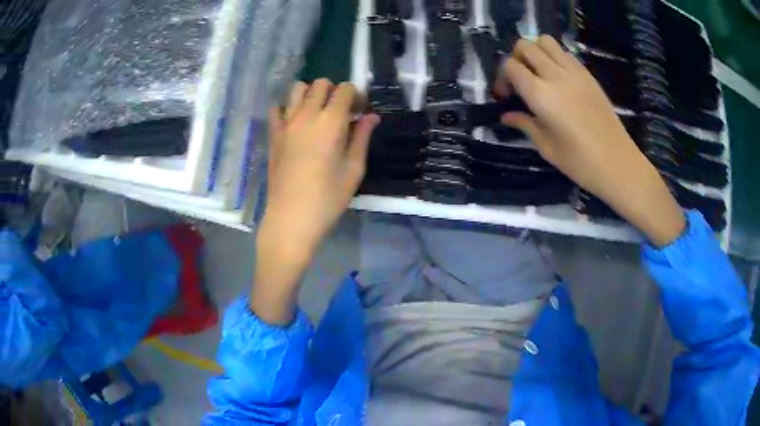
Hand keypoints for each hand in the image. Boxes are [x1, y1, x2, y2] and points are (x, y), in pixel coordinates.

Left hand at [252, 80, 379, 323]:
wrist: (291, 218)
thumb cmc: (328, 198)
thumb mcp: (354, 170)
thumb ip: (362, 138)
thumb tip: (371, 117)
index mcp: (330, 122)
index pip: (344, 89)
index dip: (355, 96)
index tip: (359, 112)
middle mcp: (306, 115)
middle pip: (320, 84)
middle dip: (334, 91)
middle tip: (341, 112)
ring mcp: (285, 124)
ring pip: (296, 89)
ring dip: (310, 94)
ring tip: (318, 114)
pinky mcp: (273, 135)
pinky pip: (276, 109)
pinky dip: (287, 108)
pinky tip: (295, 123)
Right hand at [496, 36, 684, 246]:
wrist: (618, 163)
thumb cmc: (580, 162)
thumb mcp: (546, 147)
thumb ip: (524, 124)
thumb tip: (506, 115)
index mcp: (540, 94)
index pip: (510, 66)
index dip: (502, 77)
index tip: (506, 96)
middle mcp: (555, 75)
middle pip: (525, 45)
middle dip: (516, 59)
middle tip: (520, 81)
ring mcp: (574, 71)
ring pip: (545, 41)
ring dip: (535, 52)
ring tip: (538, 74)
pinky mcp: (588, 74)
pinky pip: (564, 53)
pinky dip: (554, 57)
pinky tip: (558, 79)